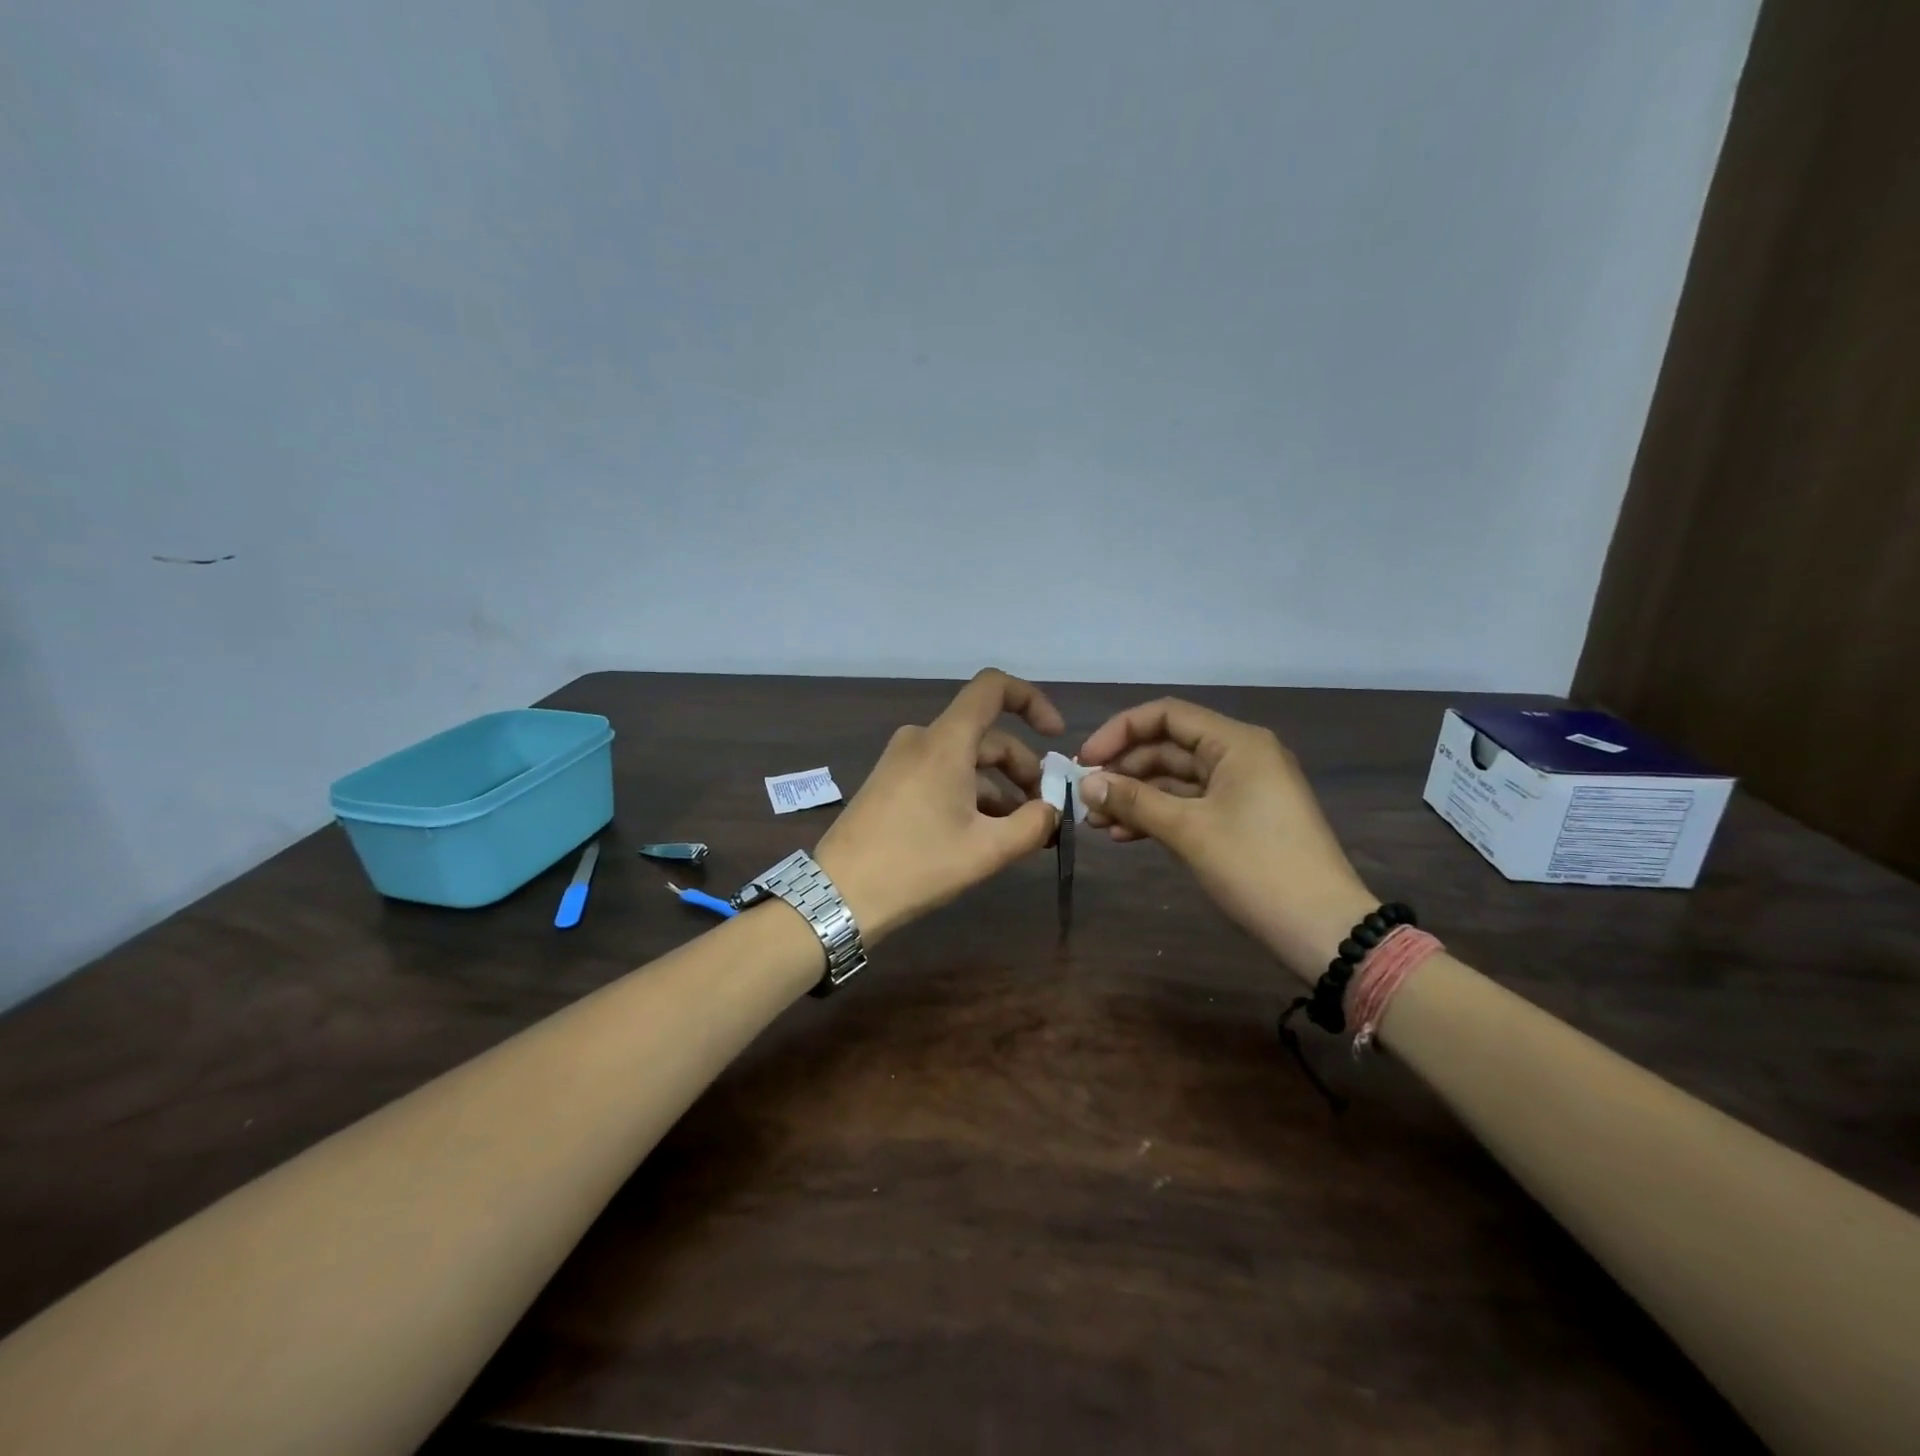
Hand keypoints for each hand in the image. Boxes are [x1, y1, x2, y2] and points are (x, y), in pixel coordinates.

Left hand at [814, 669, 1063, 943]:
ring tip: (1020, 832)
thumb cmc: (916, 865)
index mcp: (945, 741)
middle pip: (987, 737)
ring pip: (966, 760)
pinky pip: (943, 774)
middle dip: (1022, 769)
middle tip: (1045, 812)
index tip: (1055, 737)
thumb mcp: (986, 850)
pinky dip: (971, 795)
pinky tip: (984, 834)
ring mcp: (902, 761)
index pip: (993, 688)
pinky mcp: (891, 783)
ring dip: (999, 789)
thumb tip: (1053, 811)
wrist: (839, 895)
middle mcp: (922, 739)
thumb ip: (1033, 825)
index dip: (1032, 701)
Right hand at [1077, 699, 1376, 983]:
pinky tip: (1125, 834)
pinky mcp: (1240, 819)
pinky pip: (1189, 804)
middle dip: (1123, 770)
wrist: (1322, 929)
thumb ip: (1134, 800)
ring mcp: (1241, 788)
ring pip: (1175, 779)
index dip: (1119, 731)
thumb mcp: (1189, 830)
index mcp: (1236, 743)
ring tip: (1097, 823)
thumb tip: (1085, 783)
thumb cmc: (1256, 867)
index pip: (1166, 715)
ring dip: (1135, 796)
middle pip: (1168, 747)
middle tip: (1085, 797)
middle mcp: (1239, 756)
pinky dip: (1157, 815)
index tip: (1085, 761)